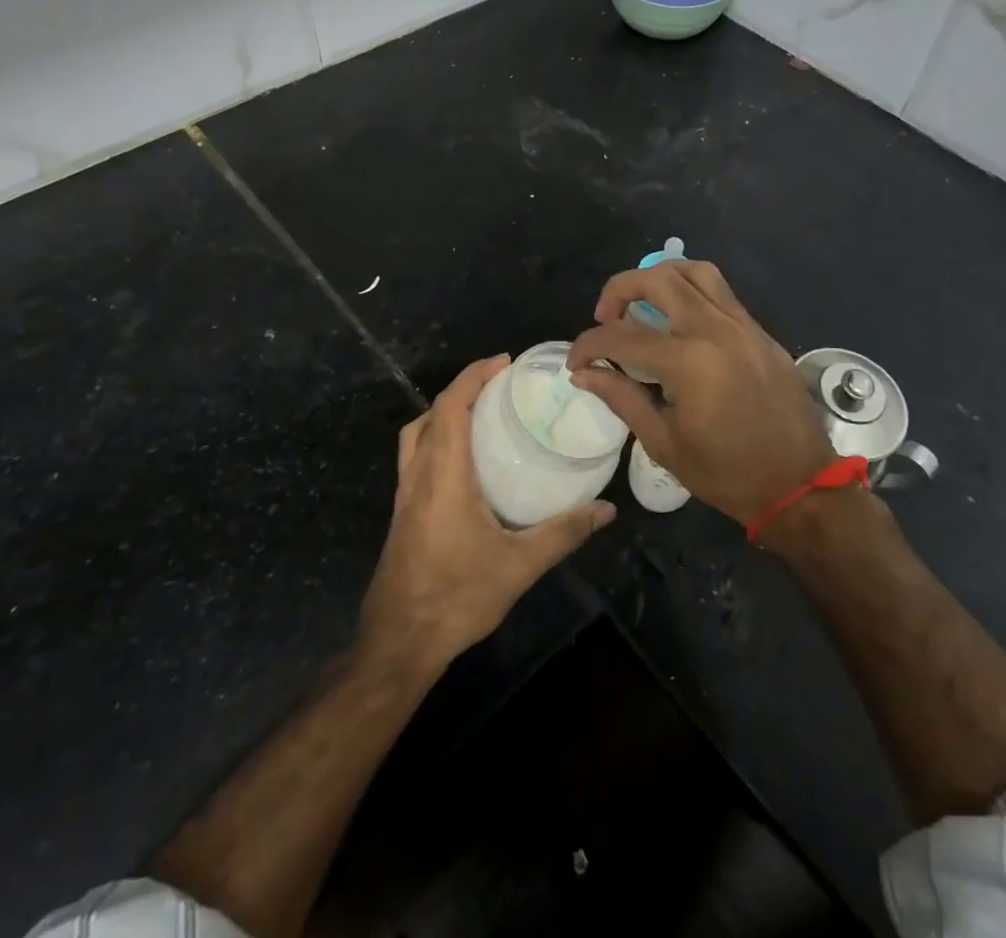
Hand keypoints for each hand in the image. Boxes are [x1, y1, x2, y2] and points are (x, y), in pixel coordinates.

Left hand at [359, 355, 615, 675]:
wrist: (398, 642)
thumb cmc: (457, 597)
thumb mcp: (519, 565)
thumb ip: (564, 533)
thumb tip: (607, 510)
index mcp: (442, 474)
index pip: (450, 406)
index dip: (474, 376)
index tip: (504, 362)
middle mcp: (418, 475)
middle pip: (432, 412)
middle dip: (463, 388)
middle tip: (500, 385)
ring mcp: (404, 494)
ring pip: (416, 433)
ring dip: (444, 412)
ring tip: (481, 414)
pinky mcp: (401, 512)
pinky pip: (415, 456)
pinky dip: (436, 439)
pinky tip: (463, 462)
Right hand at [567, 262, 835, 526]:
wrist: (800, 485)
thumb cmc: (727, 474)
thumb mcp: (664, 443)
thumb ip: (621, 397)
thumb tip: (584, 373)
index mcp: (688, 361)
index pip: (622, 336)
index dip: (588, 345)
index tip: (576, 361)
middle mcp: (715, 329)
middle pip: (658, 279)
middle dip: (620, 289)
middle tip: (606, 317)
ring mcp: (743, 325)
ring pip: (696, 272)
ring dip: (660, 277)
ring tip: (644, 303)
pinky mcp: (760, 332)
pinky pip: (722, 293)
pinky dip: (692, 292)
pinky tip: (680, 321)